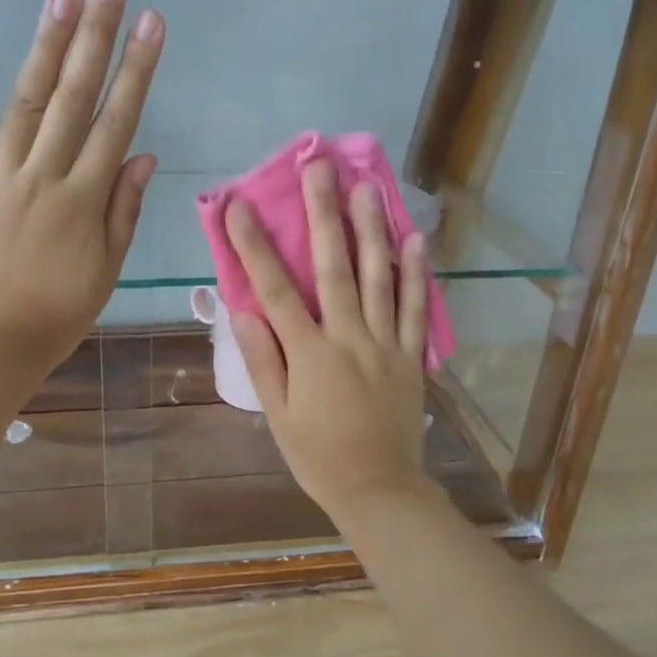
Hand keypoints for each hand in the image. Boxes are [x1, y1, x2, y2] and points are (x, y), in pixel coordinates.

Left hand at [0, 0, 161, 374]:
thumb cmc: (57, 313)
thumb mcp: (107, 270)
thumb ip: (123, 210)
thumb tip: (142, 155)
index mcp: (84, 200)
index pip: (117, 122)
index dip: (136, 70)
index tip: (151, 22)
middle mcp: (44, 177)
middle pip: (75, 98)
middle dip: (95, 35)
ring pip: (26, 104)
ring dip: (45, 47)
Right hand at [225, 160, 437, 522]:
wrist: (379, 489)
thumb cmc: (318, 455)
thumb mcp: (277, 415)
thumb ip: (263, 360)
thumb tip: (244, 310)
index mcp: (309, 353)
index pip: (275, 289)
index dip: (255, 245)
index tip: (239, 205)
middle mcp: (349, 337)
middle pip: (334, 267)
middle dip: (323, 213)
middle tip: (319, 167)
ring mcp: (385, 343)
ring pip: (379, 277)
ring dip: (372, 229)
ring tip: (368, 186)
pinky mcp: (411, 355)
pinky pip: (414, 308)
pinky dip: (416, 272)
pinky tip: (416, 238)